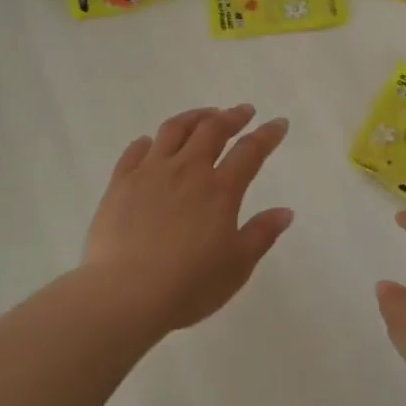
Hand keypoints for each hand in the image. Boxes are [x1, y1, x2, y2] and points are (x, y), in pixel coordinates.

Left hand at [83, 105, 293, 333]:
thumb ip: (261, 234)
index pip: (250, 151)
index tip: (278, 123)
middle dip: (231, 116)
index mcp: (219, 190)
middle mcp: (186, 171)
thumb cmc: (189, 285)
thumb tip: (285, 211)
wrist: (125, 293)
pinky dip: (147, 142)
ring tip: (203, 116)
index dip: (267, 135)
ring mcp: (149, 173)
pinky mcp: (120, 184)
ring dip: (193, 117)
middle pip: (211, 130)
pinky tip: (150, 143)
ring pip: (173, 131)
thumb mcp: (237, 265)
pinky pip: (134, 152)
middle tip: (243, 112)